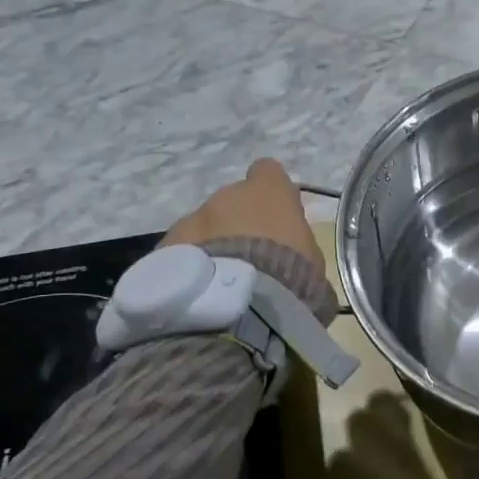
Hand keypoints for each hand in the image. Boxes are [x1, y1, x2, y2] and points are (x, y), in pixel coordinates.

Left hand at [164, 159, 324, 276]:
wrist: (239, 306)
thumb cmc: (289, 277)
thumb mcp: (312, 262)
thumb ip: (299, 247)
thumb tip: (298, 256)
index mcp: (269, 192)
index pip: (268, 172)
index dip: (271, 192)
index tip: (276, 215)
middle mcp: (227, 196)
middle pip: (232, 202)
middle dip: (237, 223)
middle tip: (248, 258)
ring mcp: (193, 219)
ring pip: (203, 225)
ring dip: (212, 244)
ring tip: (221, 280)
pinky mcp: (166, 246)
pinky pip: (181, 251)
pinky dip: (190, 265)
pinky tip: (200, 292)